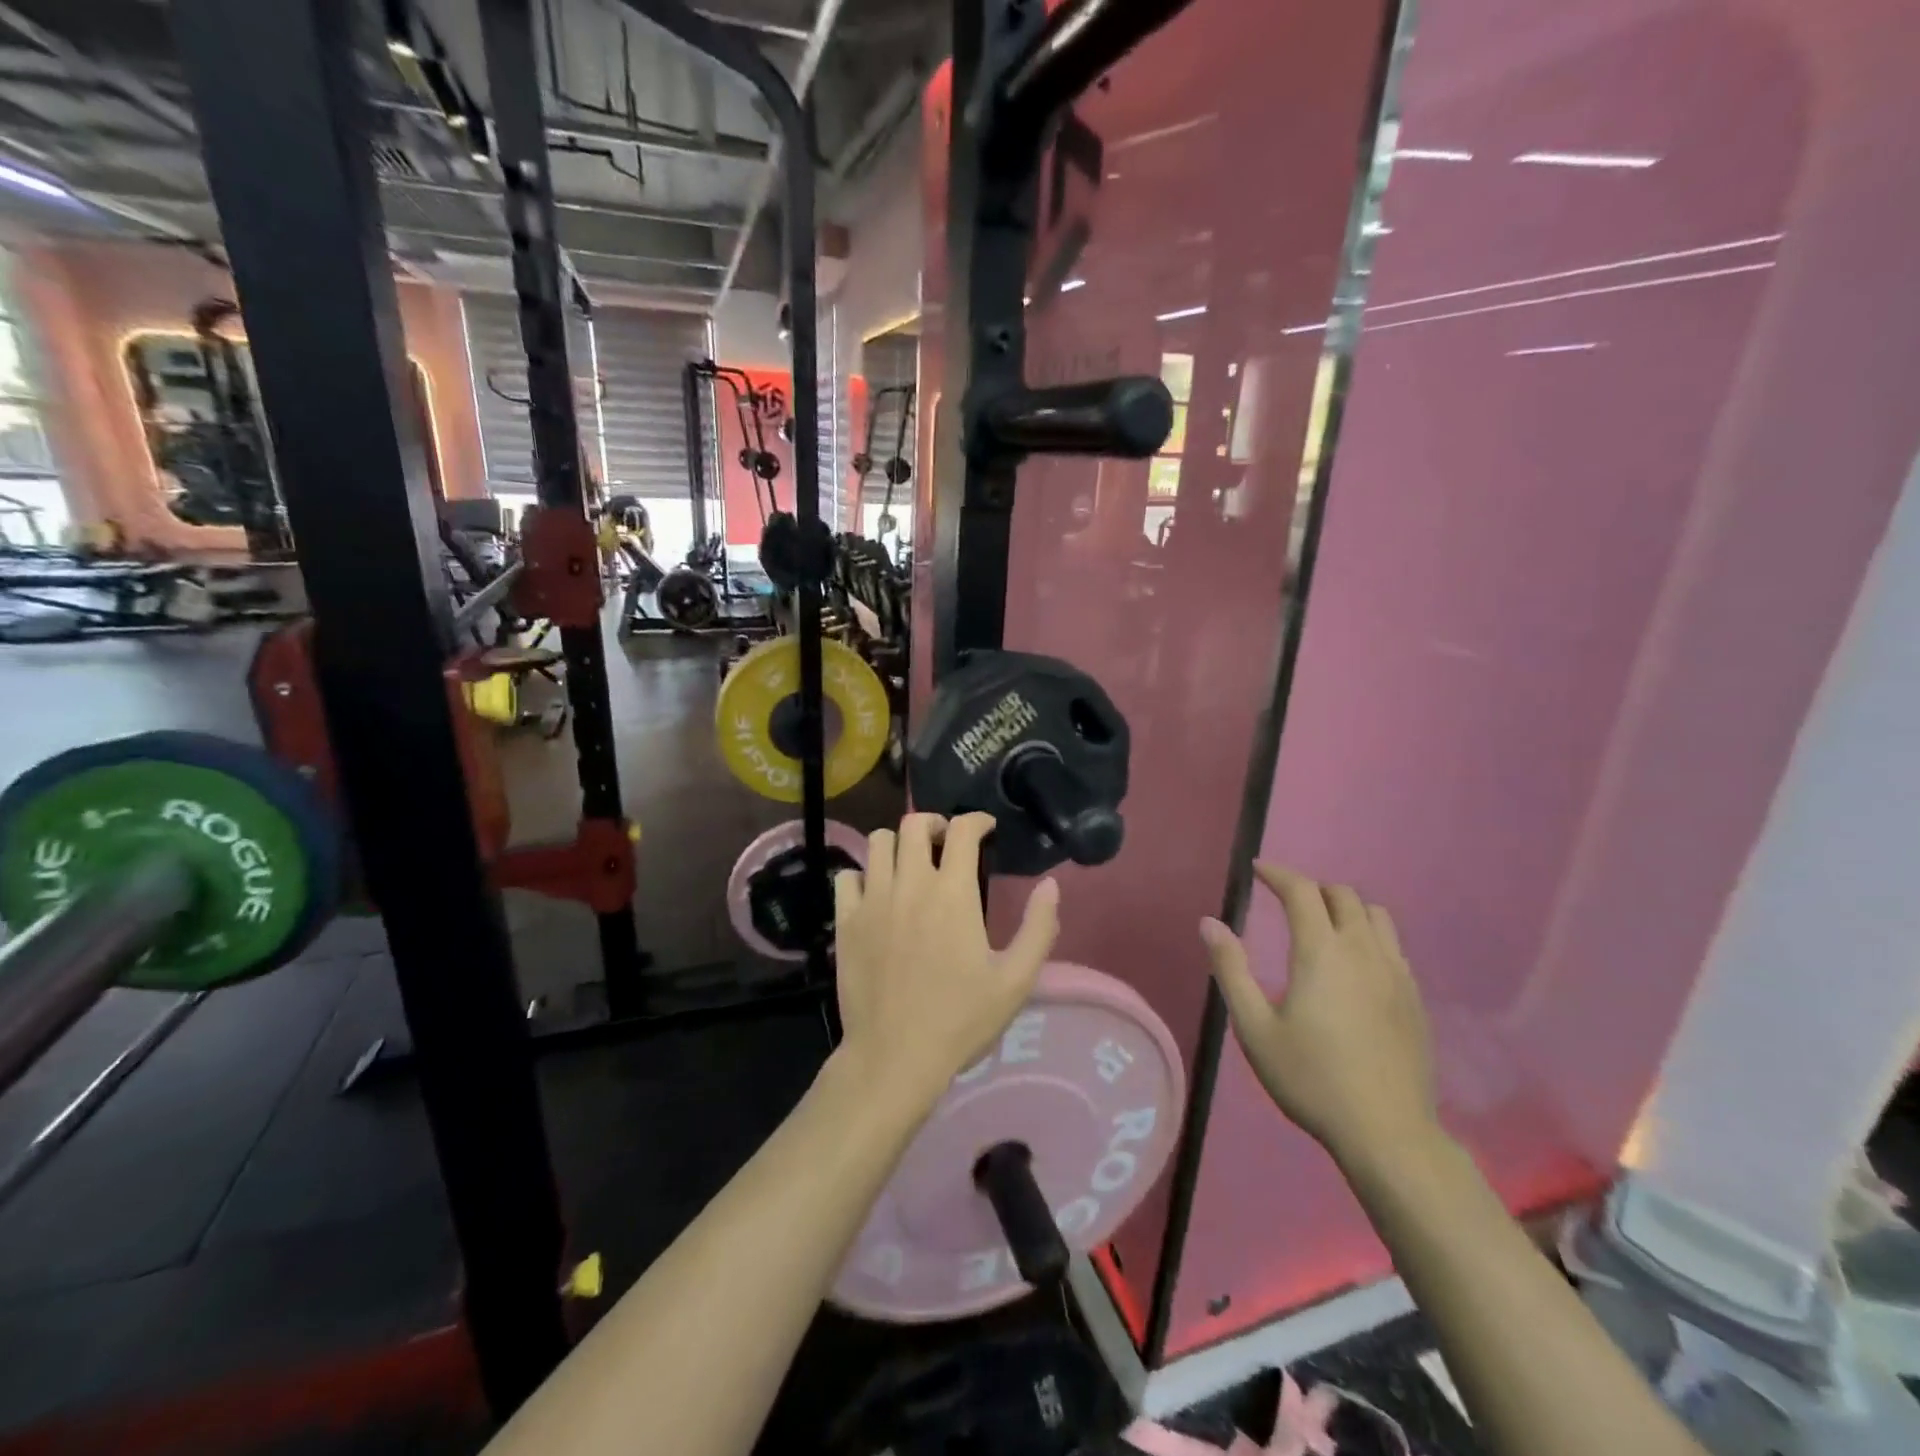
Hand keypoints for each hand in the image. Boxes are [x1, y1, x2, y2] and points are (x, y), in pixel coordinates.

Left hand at [833, 813, 1059, 1109]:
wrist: (895, 1058)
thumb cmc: (961, 1020)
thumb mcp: (1016, 980)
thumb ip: (1039, 928)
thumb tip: (1051, 885)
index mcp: (953, 893)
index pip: (962, 830)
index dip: (977, 820)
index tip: (986, 829)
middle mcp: (910, 884)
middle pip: (914, 824)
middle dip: (934, 823)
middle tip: (946, 842)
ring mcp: (873, 900)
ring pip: (878, 842)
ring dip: (898, 843)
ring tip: (911, 863)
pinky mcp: (846, 922)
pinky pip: (847, 876)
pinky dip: (863, 875)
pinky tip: (876, 893)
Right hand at [1200, 864, 1437, 1166]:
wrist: (1387, 1134)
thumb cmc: (1311, 1078)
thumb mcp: (1254, 1028)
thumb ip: (1231, 969)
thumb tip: (1210, 922)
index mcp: (1322, 952)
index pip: (1302, 891)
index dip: (1278, 873)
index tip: (1257, 870)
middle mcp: (1364, 951)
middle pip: (1343, 895)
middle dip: (1311, 888)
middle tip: (1285, 902)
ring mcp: (1397, 974)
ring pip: (1375, 915)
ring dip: (1345, 908)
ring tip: (1322, 927)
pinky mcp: (1415, 999)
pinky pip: (1393, 946)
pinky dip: (1368, 935)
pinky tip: (1354, 966)